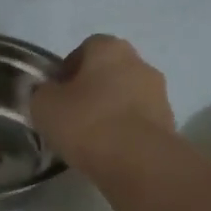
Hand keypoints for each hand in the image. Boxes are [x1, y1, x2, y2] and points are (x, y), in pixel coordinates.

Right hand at [31, 34, 174, 171]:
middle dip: (92, 90)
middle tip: (72, 117)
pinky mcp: (169, 124)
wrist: (138, 162)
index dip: (68, 70)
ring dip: (111, 112)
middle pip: (109, 72)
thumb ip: (41, 94)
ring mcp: (159, 94)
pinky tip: (110, 153)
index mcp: (110, 48)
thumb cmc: (87, 123)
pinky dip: (125, 133)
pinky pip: (139, 123)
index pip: (85, 48)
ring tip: (91, 140)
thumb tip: (47, 94)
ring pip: (126, 98)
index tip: (56, 95)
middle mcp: (140, 63)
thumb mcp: (44, 106)